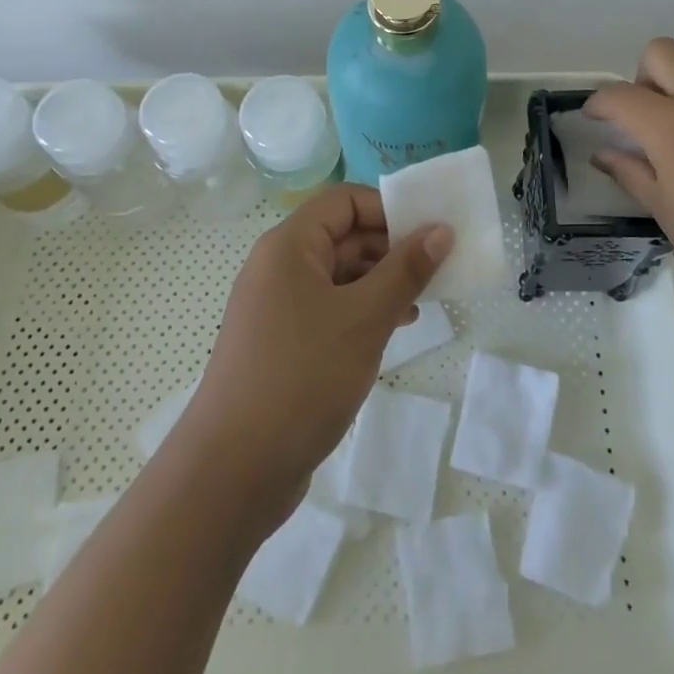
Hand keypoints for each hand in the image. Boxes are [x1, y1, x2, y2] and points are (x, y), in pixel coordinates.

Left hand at [176, 185, 450, 517]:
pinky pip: (329, 309)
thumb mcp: (364, 319)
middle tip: (437, 269)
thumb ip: (405, 271)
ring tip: (423, 302)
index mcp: (289, 246)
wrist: (233, 472)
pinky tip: (393, 330)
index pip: (343, 201)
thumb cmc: (301, 377)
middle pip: (342, 235)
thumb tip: (440, 230)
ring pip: (339, 276)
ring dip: (381, 282)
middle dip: (390, 248)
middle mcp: (279, 267)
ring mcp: (277, 307)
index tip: (429, 233)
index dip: (387, 209)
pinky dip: (362, 312)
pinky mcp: (282, 343)